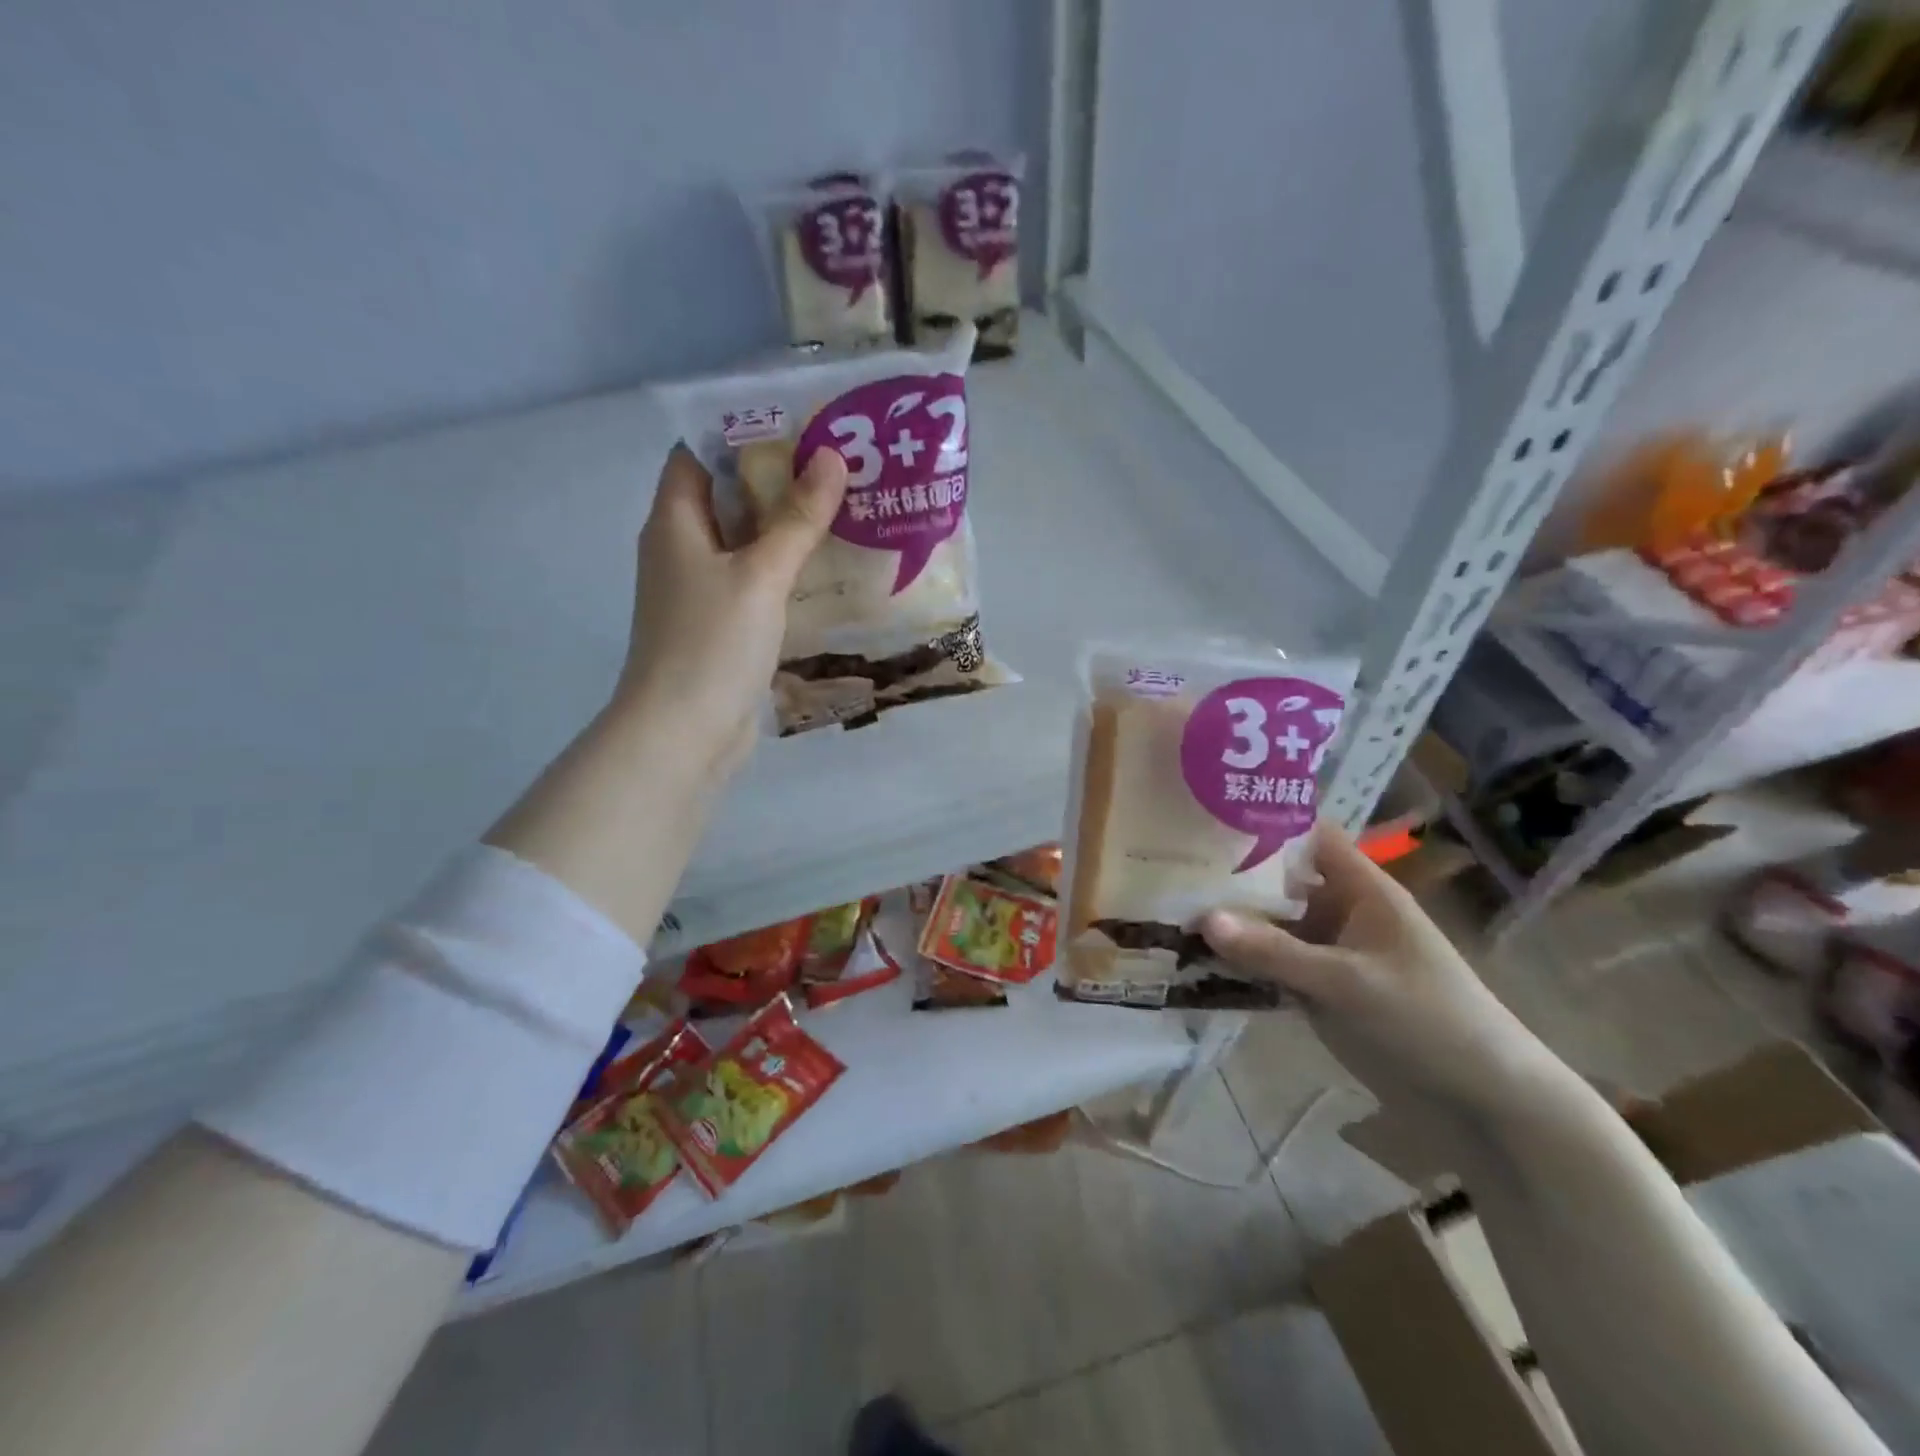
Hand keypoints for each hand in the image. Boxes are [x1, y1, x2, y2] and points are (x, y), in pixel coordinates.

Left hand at [613, 443, 847, 781]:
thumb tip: (831, 458)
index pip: (698, 454)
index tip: (798, 424)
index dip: (741, 432)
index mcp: (674, 523)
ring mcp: (700, 592)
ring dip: (786, 529)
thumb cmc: (712, 643)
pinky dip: (785, 572)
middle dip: (777, 480)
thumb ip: (797, 518)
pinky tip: (827, 570)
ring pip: (745, 544)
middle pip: (727, 498)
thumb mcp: (760, 575)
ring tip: (844, 509)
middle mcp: (682, 550)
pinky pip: (754, 583)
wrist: (684, 732)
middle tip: (837, 465)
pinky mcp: (721, 626)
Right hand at [1200, 825, 1563, 1121]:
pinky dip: (1239, 963)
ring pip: (1269, 926)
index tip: (1207, 814)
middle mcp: (1339, 912)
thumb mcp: (1348, 981)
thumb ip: (1274, 951)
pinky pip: (1270, 966)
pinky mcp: (1318, 991)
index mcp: (1360, 889)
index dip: (1264, 820)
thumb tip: (1201, 917)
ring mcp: (1327, 953)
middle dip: (1230, 874)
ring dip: (1229, 923)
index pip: (1308, 836)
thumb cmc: (1428, 1019)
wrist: (1481, 1101)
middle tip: (1169, 864)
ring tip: (1166, 908)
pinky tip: (1193, 959)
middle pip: (1278, 880)